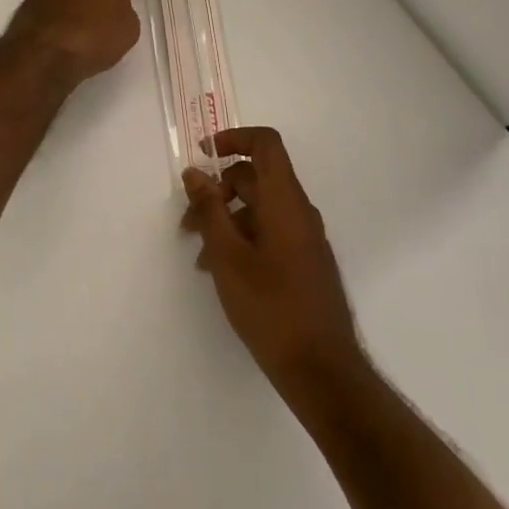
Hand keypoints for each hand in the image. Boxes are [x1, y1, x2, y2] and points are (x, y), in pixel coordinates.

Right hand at [181, 128, 363, 399]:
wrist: (321, 369)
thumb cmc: (270, 307)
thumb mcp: (228, 256)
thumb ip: (209, 209)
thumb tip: (194, 172)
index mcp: (285, 201)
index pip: (266, 144)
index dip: (233, 138)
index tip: (203, 154)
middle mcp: (299, 212)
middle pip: (256, 177)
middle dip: (218, 189)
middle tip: (187, 221)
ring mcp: (305, 238)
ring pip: (260, 208)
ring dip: (226, 219)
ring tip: (200, 256)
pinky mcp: (305, 262)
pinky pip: (270, 232)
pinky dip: (242, 238)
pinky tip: (222, 271)